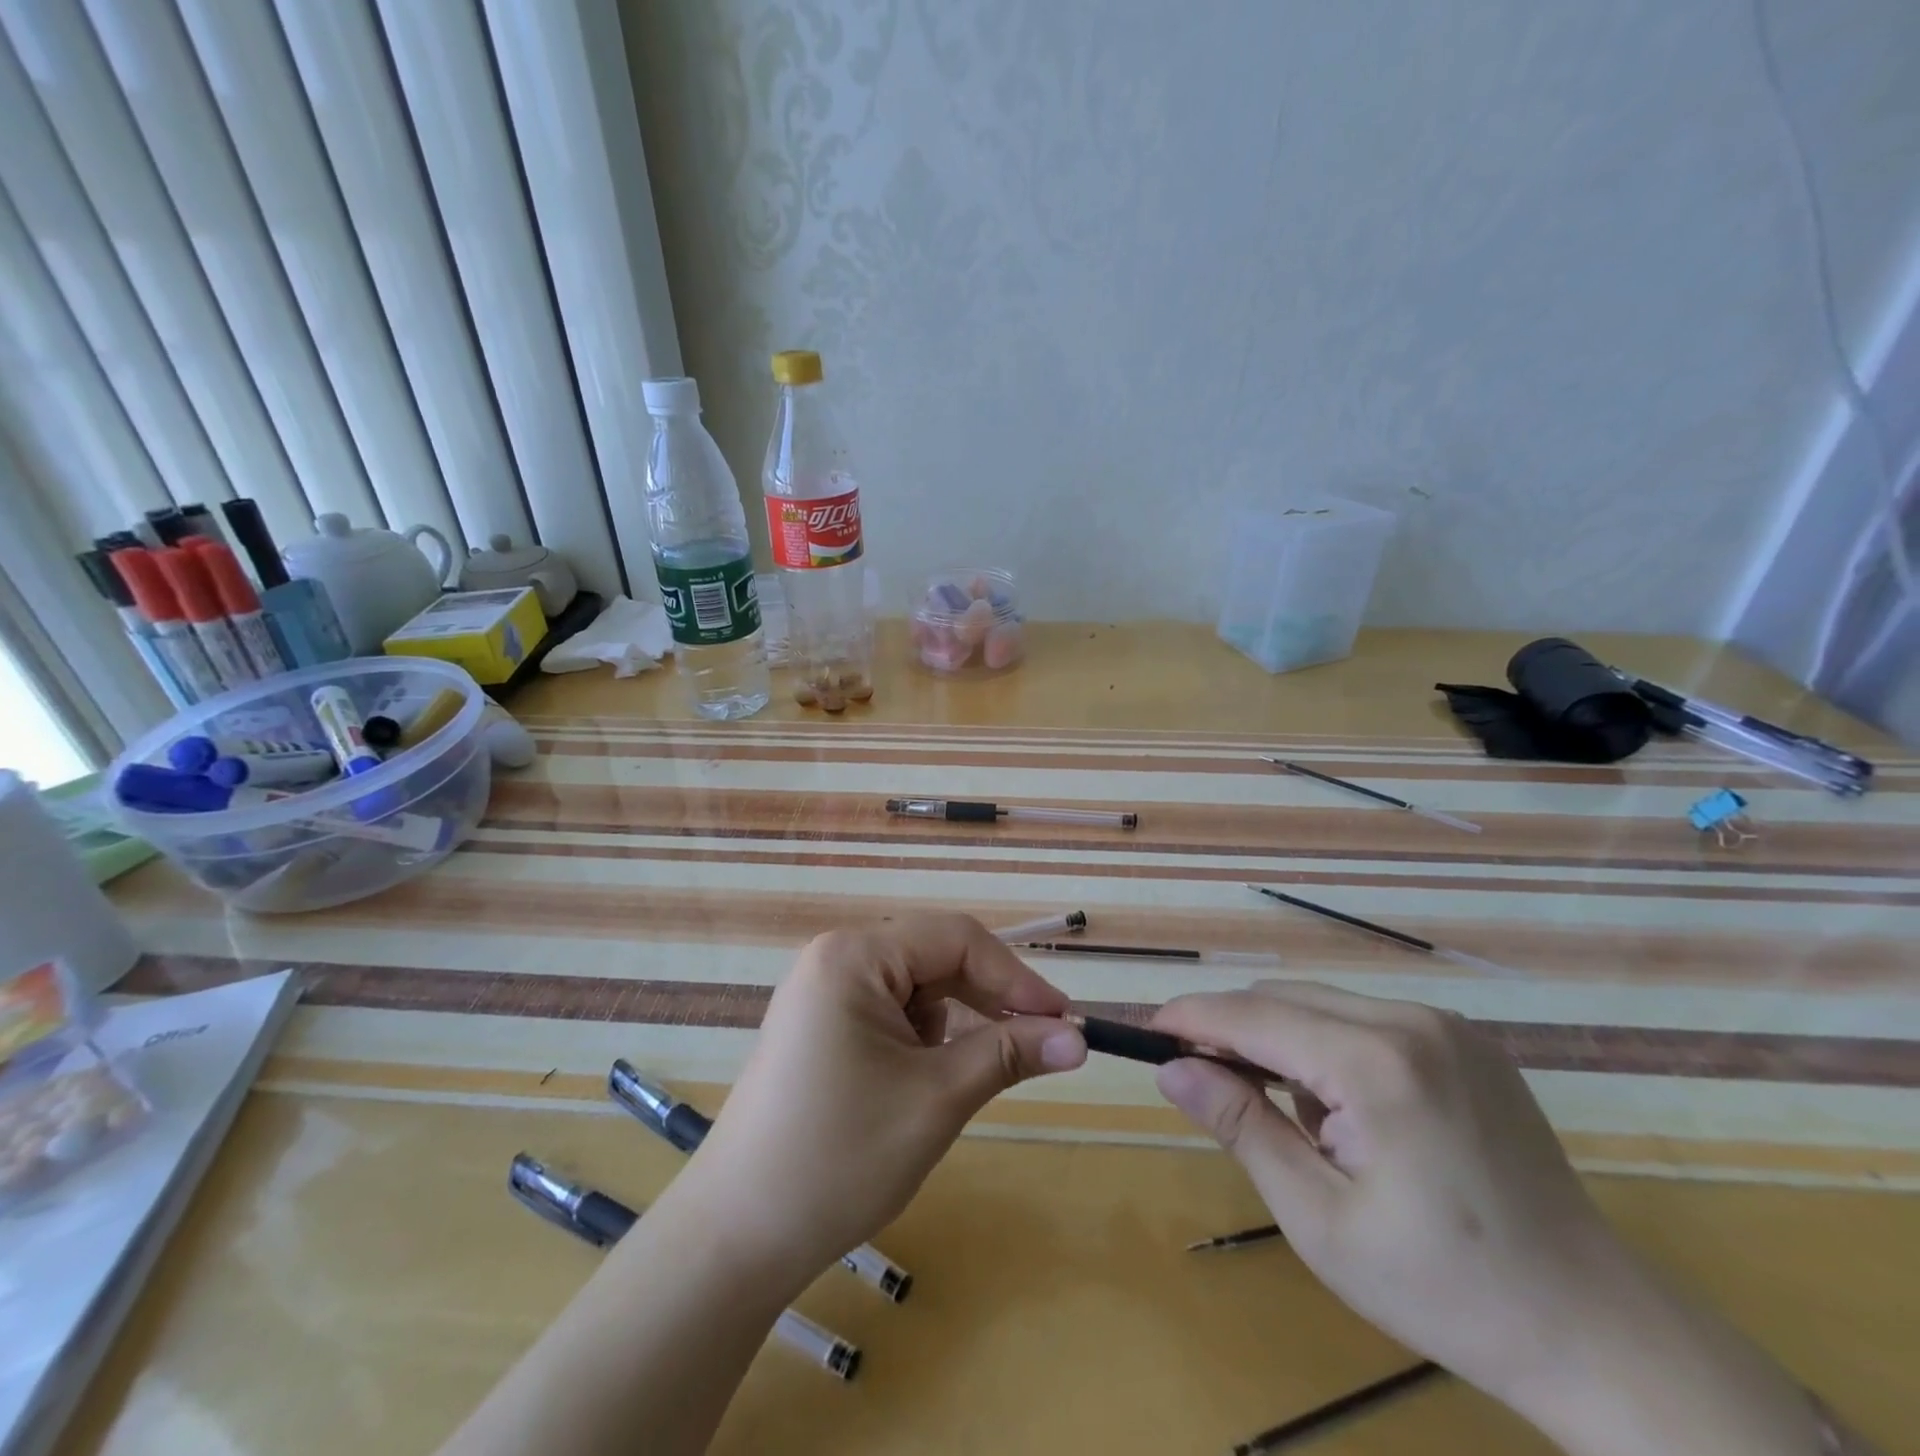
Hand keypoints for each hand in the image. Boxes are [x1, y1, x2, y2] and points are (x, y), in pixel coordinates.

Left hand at [677, 914, 1086, 1288]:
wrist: (737, 1236)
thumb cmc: (840, 1157)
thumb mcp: (937, 1099)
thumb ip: (1009, 1054)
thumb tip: (1079, 1038)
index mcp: (854, 956)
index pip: (956, 938)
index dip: (1015, 976)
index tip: (1064, 1021)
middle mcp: (836, 958)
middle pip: (935, 956)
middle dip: (988, 998)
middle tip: (1040, 1044)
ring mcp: (824, 991)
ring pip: (916, 985)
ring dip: (957, 1019)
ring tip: (979, 1070)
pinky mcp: (821, 1025)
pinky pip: (891, 1010)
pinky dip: (925, 1036)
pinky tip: (931, 1077)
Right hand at [1152, 984, 1849, 1455]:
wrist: (1597, 1331)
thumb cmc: (1445, 1289)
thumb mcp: (1320, 1219)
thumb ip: (1241, 1128)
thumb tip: (1172, 1070)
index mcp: (1376, 1063)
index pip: (1254, 1015)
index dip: (1192, 1018)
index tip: (1146, 1032)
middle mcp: (1411, 1020)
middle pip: (1285, 1000)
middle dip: (1233, 1031)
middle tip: (1201, 1081)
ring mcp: (1446, 1024)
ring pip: (1322, 1004)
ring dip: (1282, 1042)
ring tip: (1291, 1118)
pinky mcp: (1466, 1039)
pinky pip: (1366, 1019)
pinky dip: (1329, 1047)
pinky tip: (1346, 1110)